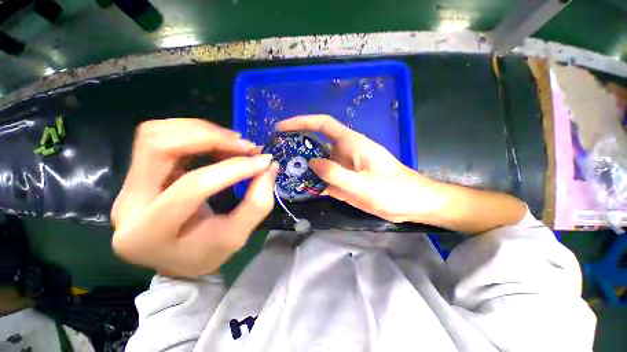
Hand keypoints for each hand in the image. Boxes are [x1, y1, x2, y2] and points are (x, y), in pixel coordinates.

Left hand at [111, 118, 276, 276]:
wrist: (177, 260)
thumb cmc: (206, 255)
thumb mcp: (237, 236)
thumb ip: (257, 203)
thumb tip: (269, 167)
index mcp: (149, 232)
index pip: (192, 186)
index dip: (233, 169)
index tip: (262, 161)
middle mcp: (128, 202)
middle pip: (159, 146)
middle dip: (209, 138)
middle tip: (245, 145)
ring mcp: (128, 185)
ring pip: (156, 135)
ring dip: (201, 131)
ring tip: (234, 143)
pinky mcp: (137, 174)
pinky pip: (161, 138)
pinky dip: (194, 134)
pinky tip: (218, 144)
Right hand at [277, 115, 435, 222]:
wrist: (412, 204)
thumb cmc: (394, 191)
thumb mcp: (364, 185)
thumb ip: (336, 174)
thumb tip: (311, 163)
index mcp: (351, 144)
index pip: (323, 124)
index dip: (302, 122)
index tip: (282, 128)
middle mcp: (344, 152)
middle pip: (316, 143)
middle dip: (297, 146)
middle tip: (277, 155)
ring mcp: (344, 168)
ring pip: (318, 163)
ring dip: (302, 166)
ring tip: (283, 172)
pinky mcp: (344, 182)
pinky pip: (324, 178)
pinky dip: (312, 182)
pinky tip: (299, 188)